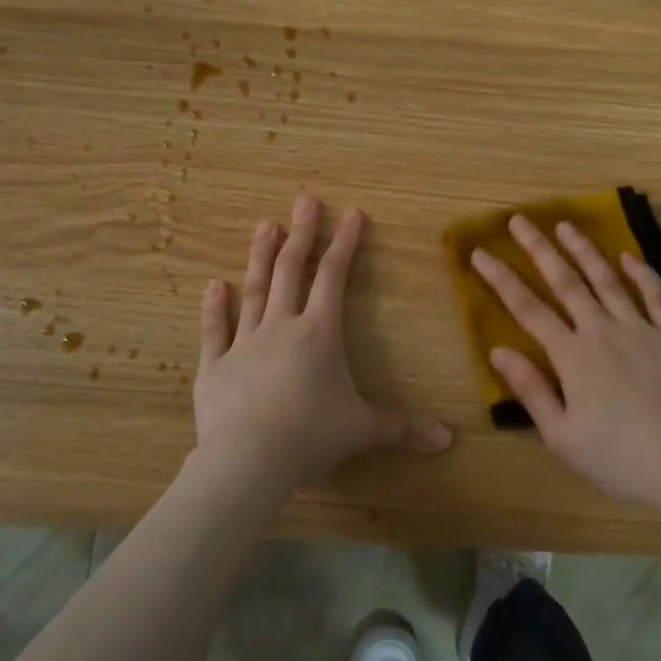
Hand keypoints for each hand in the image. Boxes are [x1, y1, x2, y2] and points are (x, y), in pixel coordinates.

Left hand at [192, 195, 450, 492]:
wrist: (248, 460)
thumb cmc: (311, 436)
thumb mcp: (363, 430)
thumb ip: (403, 428)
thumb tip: (447, 440)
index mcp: (319, 333)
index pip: (334, 277)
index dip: (344, 243)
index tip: (351, 213)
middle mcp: (281, 327)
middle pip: (292, 271)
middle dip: (301, 234)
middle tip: (304, 201)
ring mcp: (244, 343)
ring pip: (253, 290)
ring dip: (260, 257)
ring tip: (264, 225)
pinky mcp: (214, 366)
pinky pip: (214, 330)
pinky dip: (214, 307)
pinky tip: (213, 284)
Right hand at [470, 215, 660, 508]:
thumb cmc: (617, 458)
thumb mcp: (561, 435)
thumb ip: (530, 389)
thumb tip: (498, 350)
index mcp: (572, 356)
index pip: (528, 309)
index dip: (501, 279)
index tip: (480, 253)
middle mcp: (602, 331)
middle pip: (565, 282)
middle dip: (539, 249)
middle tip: (520, 220)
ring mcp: (641, 329)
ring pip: (607, 280)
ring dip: (585, 250)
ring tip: (566, 225)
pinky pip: (657, 296)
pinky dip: (642, 274)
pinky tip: (629, 257)